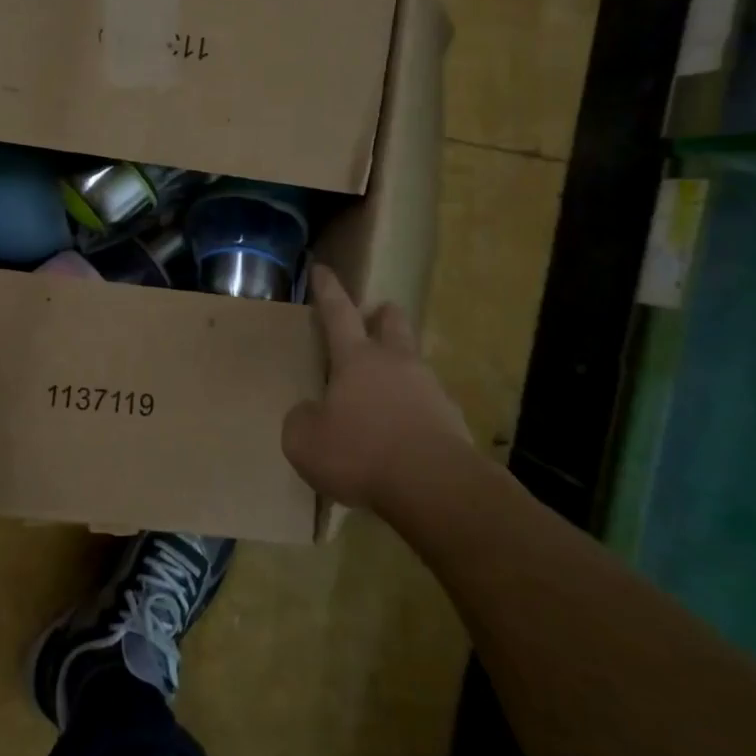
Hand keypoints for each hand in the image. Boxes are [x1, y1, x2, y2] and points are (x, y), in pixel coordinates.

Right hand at [281, 265, 473, 511]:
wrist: (435, 487)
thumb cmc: (360, 452)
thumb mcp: (304, 440)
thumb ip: (303, 418)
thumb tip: (311, 413)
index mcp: (356, 359)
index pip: (338, 312)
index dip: (327, 290)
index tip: (322, 268)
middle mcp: (396, 364)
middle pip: (392, 324)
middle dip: (382, 315)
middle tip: (375, 314)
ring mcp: (430, 391)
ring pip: (413, 365)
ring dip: (399, 369)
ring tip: (383, 392)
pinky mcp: (452, 422)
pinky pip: (427, 406)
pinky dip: (413, 412)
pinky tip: (402, 436)